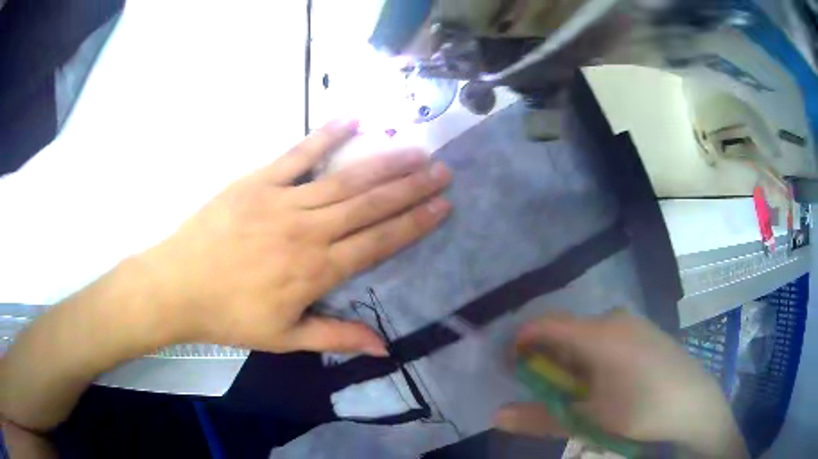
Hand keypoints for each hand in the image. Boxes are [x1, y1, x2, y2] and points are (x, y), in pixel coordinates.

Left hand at [139, 119, 452, 354]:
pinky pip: (298, 154)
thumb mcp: (284, 338)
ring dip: (384, 164)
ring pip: (344, 179)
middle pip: (369, 204)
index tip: (443, 206)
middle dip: (411, 187)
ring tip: (415, 151)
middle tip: (442, 169)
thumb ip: (336, 336)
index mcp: (317, 271)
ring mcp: (283, 201)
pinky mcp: (258, 181)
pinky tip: (353, 121)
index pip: (378, 242)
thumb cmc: (230, 316)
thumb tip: (385, 348)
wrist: (179, 286)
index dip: (414, 223)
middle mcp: (308, 231)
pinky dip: (326, 136)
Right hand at [496, 310, 746, 457]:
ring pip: (591, 336)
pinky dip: (597, 358)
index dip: (522, 341)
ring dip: (574, 361)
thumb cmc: (640, 412)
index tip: (510, 364)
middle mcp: (616, 319)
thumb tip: (496, 416)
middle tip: (547, 389)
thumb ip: (541, 417)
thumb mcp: (588, 420)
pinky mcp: (649, 333)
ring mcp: (636, 324)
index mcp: (599, 333)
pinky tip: (608, 383)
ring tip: (578, 392)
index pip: (546, 324)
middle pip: (568, 331)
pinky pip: (612, 338)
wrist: (696, 407)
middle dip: (550, 358)